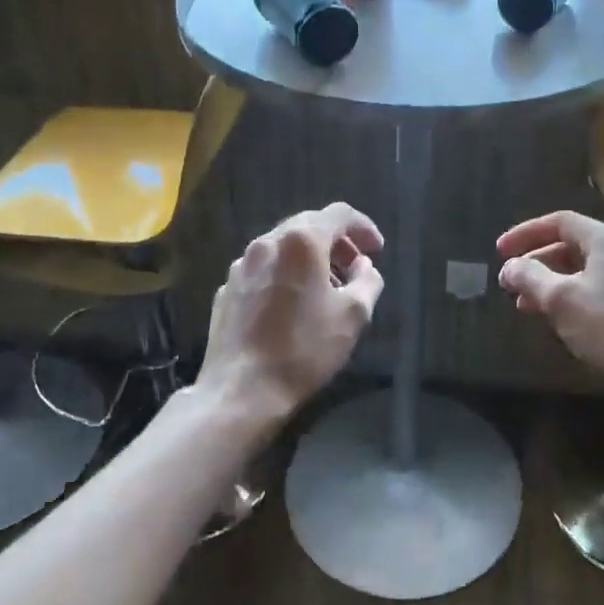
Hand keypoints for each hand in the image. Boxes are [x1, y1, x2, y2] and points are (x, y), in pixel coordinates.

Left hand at [199, 202, 385, 419]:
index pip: (338, 214)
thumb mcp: (354, 315)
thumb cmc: (304, 349)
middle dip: (336, 243)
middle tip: (355, 267)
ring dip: (310, 259)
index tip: (377, 250)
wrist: (241, 389)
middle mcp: (266, 243)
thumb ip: (367, 280)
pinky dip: (285, 275)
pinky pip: (264, 270)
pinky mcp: (226, 290)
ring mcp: (241, 266)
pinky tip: (293, 305)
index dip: (363, 227)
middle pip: (308, 226)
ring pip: (283, 248)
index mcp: (300, 241)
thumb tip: (364, 265)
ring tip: (327, 288)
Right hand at [497, 211, 603, 408]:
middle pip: (573, 246)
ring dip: (552, 284)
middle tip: (510, 283)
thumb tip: (509, 267)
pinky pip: (601, 292)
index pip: (561, 222)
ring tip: (526, 306)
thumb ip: (530, 277)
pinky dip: (573, 299)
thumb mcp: (560, 300)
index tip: (499, 253)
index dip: (525, 234)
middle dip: (537, 263)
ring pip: (586, 272)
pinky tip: (559, 321)